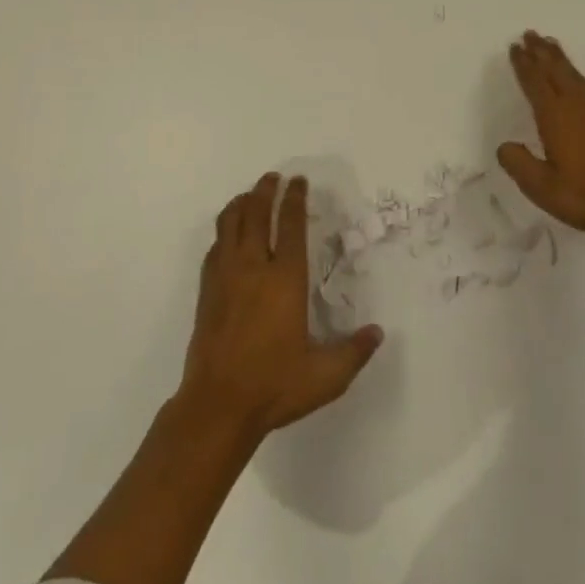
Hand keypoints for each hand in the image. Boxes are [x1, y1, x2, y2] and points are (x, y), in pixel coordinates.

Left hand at [178, 173, 382, 442]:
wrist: (217, 406)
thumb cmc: (274, 386)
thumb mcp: (325, 376)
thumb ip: (354, 352)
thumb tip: (378, 333)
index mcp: (285, 280)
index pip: (291, 226)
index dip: (295, 199)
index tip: (298, 181)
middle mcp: (254, 268)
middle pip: (257, 214)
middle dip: (265, 190)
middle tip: (273, 177)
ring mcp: (226, 277)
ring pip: (230, 224)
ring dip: (241, 204)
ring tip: (249, 196)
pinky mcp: (207, 291)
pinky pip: (214, 247)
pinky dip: (223, 232)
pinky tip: (228, 235)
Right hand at [497, 31, 584, 238]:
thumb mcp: (543, 187)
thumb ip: (520, 165)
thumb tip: (504, 145)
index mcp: (554, 117)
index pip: (534, 83)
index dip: (523, 65)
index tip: (515, 47)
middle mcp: (577, 106)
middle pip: (555, 71)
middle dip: (541, 52)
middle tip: (531, 33)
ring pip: (576, 76)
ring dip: (562, 60)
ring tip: (553, 45)